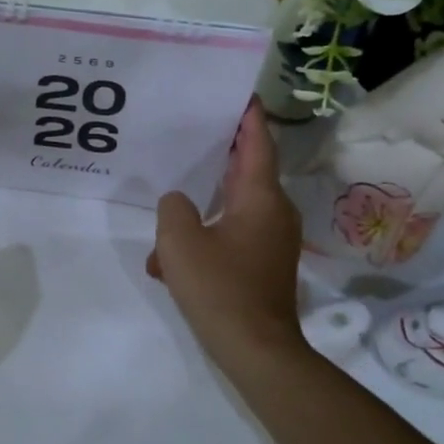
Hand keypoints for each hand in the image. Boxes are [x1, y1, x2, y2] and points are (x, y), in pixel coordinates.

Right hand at [148, 99, 307, 368]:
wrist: (256, 350)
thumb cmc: (220, 288)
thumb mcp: (180, 241)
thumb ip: (173, 208)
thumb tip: (179, 203)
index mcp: (260, 197)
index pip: (258, 142)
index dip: (248, 115)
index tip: (238, 92)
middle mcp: (273, 212)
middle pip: (247, 170)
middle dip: (220, 153)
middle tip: (192, 132)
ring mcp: (271, 240)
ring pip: (234, 207)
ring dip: (203, 206)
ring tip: (169, 204)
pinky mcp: (264, 264)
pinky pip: (232, 236)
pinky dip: (206, 239)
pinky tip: (171, 261)